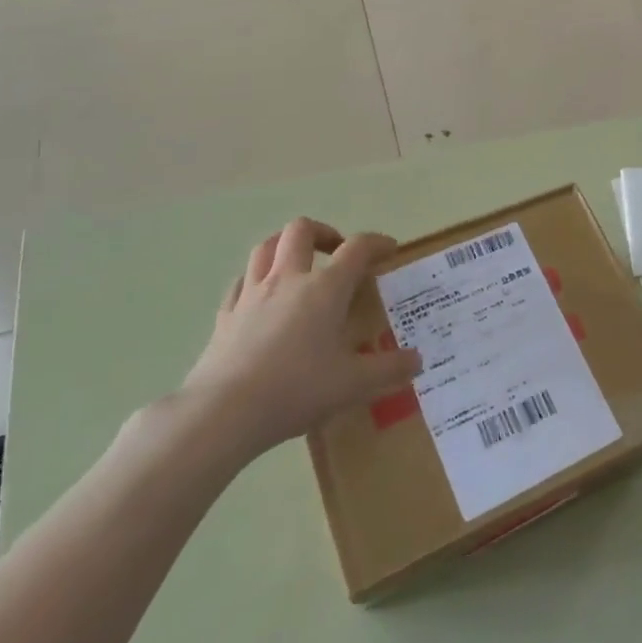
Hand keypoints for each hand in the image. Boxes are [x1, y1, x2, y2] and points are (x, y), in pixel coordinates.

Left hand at [178, 219, 421, 462]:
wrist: (223, 412)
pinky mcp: (226, 315)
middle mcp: (288, 279)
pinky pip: (241, 282)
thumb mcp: (354, 384)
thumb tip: (418, 361)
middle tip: (337, 253)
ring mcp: (251, 294)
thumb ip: (389, 369)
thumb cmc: (296, 389)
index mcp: (325, 289)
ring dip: (286, 246)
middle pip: (302, 230)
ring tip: (299, 264)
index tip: (389, 251)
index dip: (377, 242)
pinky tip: (262, 297)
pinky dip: (255, 279)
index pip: (357, 248)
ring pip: (265, 247)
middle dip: (324, 232)